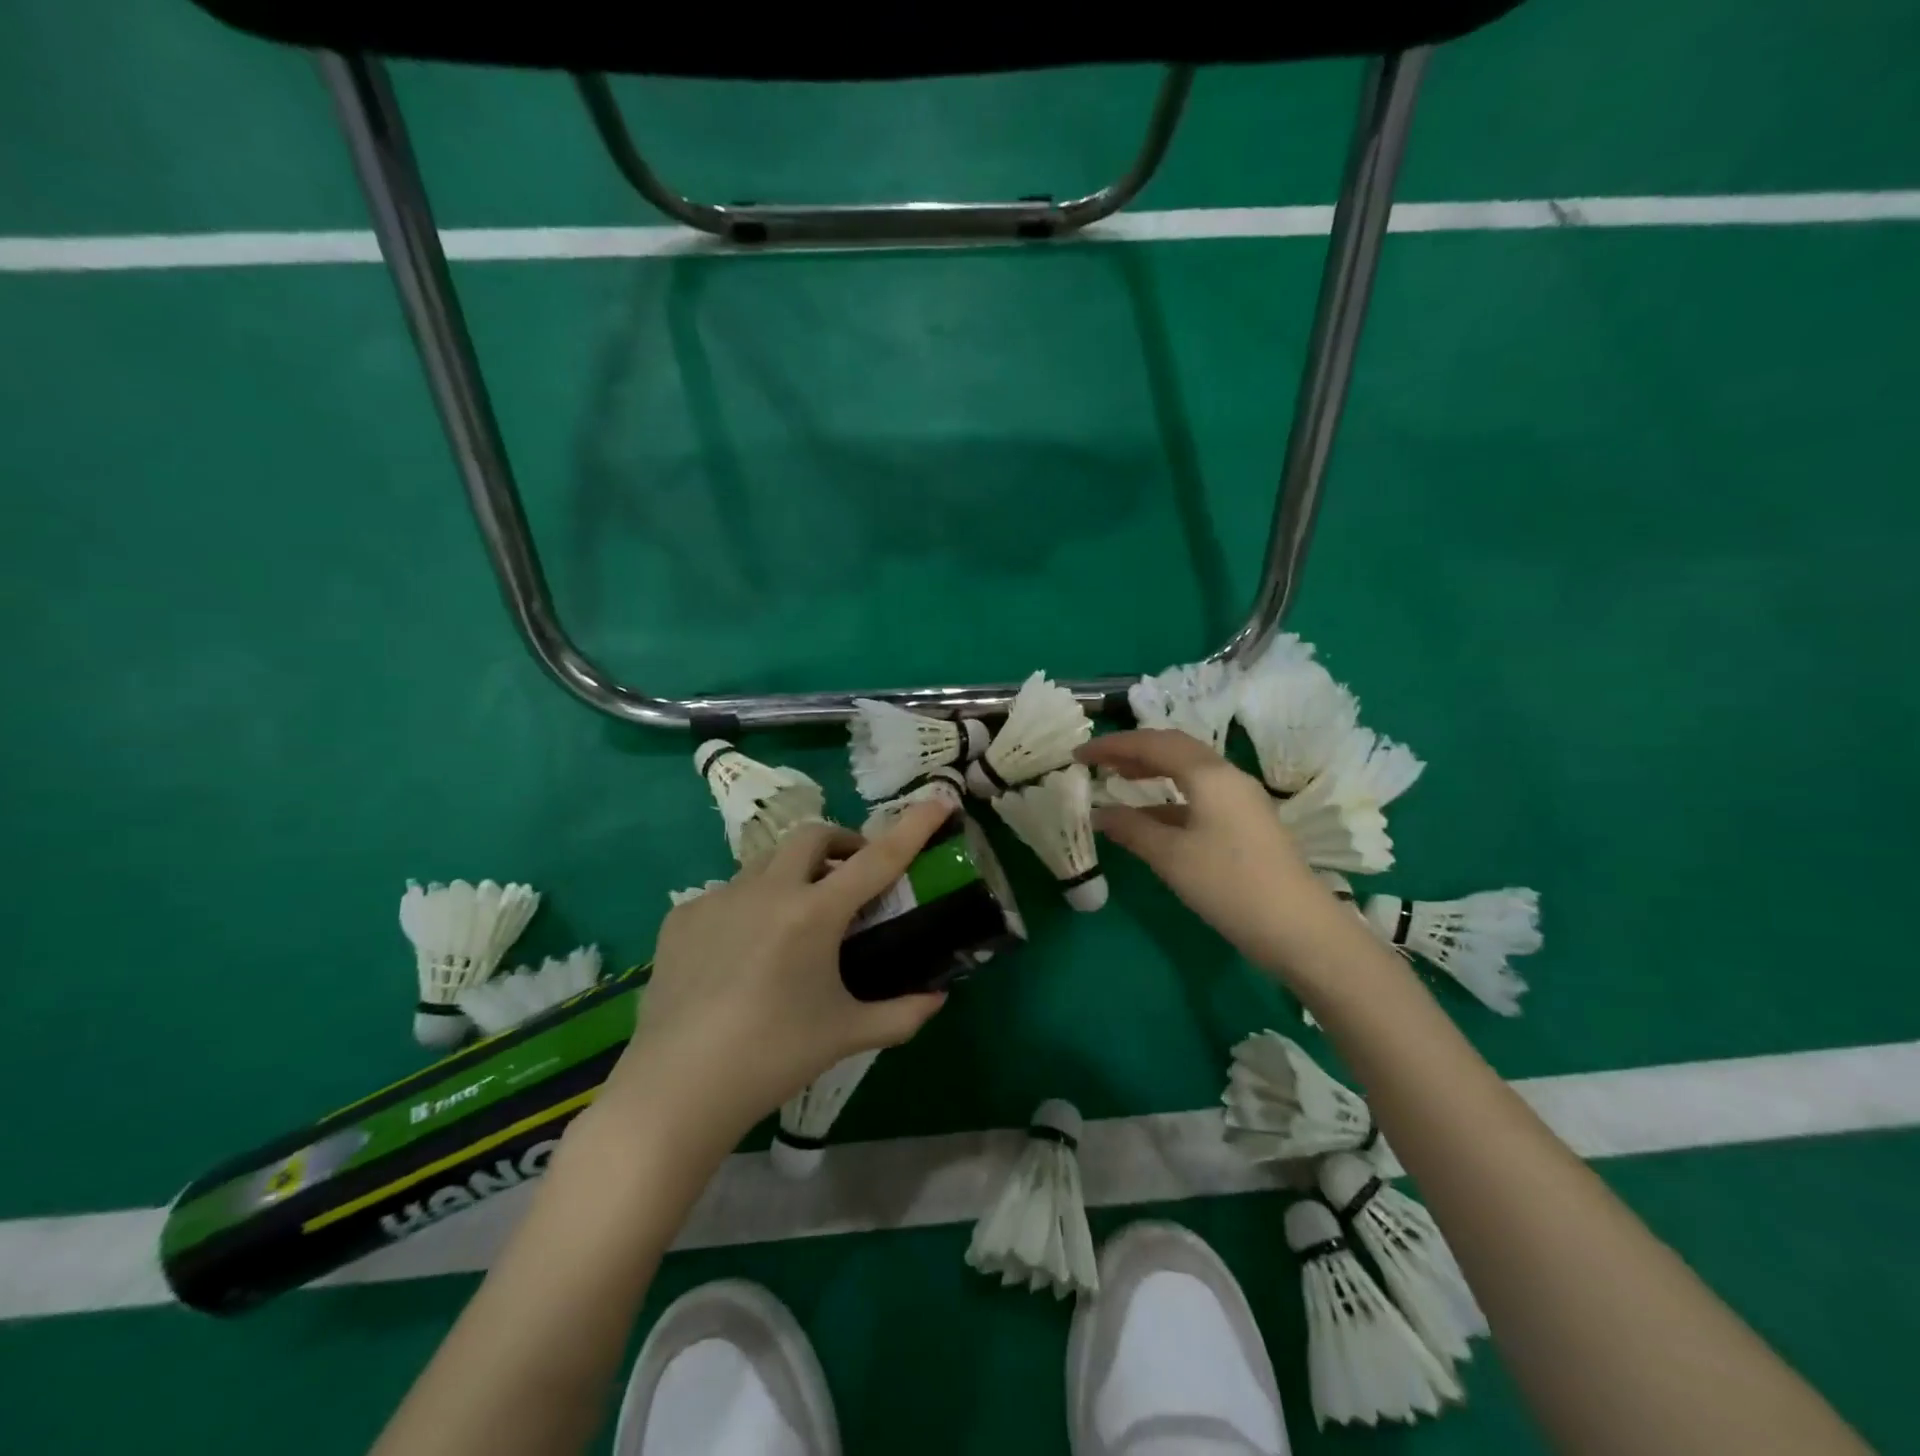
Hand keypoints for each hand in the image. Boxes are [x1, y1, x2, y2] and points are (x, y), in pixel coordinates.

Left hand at [600, 803, 951, 1152]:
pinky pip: (727, 894)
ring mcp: (719, 898)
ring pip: (767, 861)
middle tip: (851, 875)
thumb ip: (901, 1014)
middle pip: (813, 835)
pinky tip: (742, 951)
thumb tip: (938, 998)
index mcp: (814, 914)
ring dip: (794, 873)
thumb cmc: (773, 1058)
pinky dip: (749, 906)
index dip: (912, 826)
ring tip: (795, 918)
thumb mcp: (846, 1035)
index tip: (938, 800)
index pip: (877, 858)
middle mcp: (767, 890)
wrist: (676, 1090)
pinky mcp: (683, 916)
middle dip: (841, 843)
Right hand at [1079, 729, 1332, 968]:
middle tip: (1098, 761)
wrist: (1299, 929)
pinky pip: (1200, 794)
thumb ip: (1131, 829)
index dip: (1112, 745)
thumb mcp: (1171, 857)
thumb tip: (1099, 813)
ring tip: (1119, 780)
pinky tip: (1150, 817)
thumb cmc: (1229, 885)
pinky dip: (1169, 797)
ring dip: (1152, 771)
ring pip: (1188, 771)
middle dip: (1132, 751)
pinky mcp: (1247, 822)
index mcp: (1209, 775)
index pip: (1152, 744)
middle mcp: (1227, 776)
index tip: (1078, 754)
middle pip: (1174, 748)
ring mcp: (1241, 799)